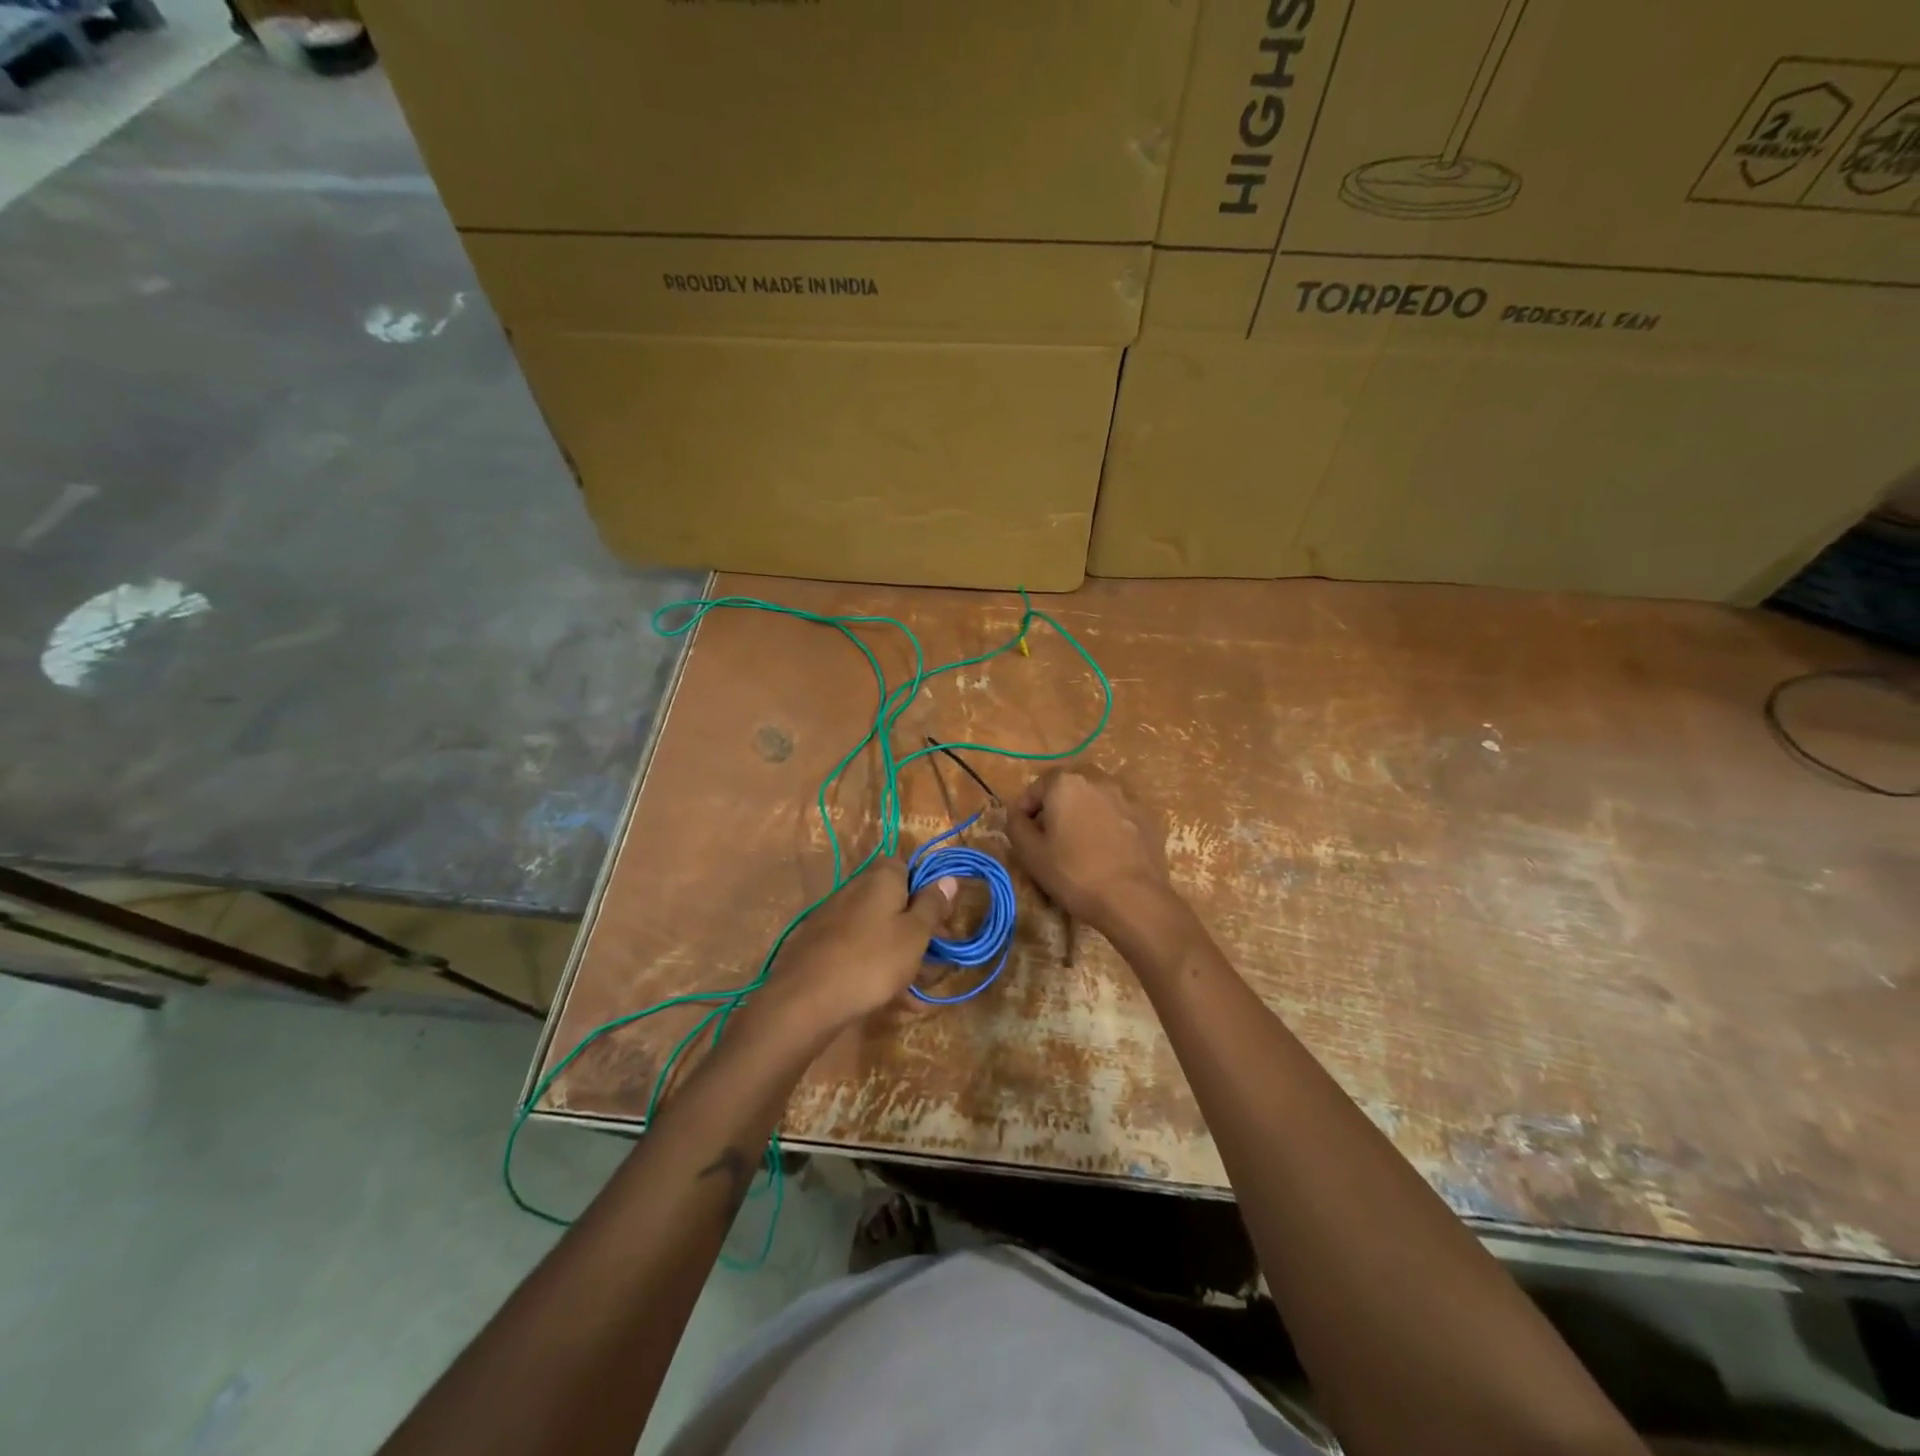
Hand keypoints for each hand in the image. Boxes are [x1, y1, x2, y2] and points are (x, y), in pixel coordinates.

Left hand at [758, 858, 955, 1034]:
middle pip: (894, 901)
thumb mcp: (915, 934)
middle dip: (917, 929)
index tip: (942, 919)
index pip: (908, 867)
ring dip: (901, 954)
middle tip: (936, 960)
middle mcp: (855, 889)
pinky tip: (895, 1000)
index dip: (927, 890)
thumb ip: (933, 905)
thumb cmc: (872, 961)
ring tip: (919, 989)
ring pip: (879, 930)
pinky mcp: (821, 946)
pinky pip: (860, 951)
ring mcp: (834, 917)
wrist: (805, 1001)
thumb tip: (948, 877)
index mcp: (881, 878)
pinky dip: (878, 969)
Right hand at [1004, 766, 1178, 941]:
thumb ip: (1015, 825)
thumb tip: (1017, 814)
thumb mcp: (1030, 853)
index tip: (1024, 835)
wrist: (1134, 898)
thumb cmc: (1074, 873)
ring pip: (1094, 799)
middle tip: (1050, 837)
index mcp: (1066, 782)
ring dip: (1082, 814)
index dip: (1025, 811)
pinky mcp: (1147, 816)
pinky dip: (1107, 825)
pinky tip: (1106, 852)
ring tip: (1079, 845)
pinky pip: (1117, 814)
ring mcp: (1126, 796)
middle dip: (1055, 807)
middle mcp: (1097, 779)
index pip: (1035, 788)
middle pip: (1067, 788)